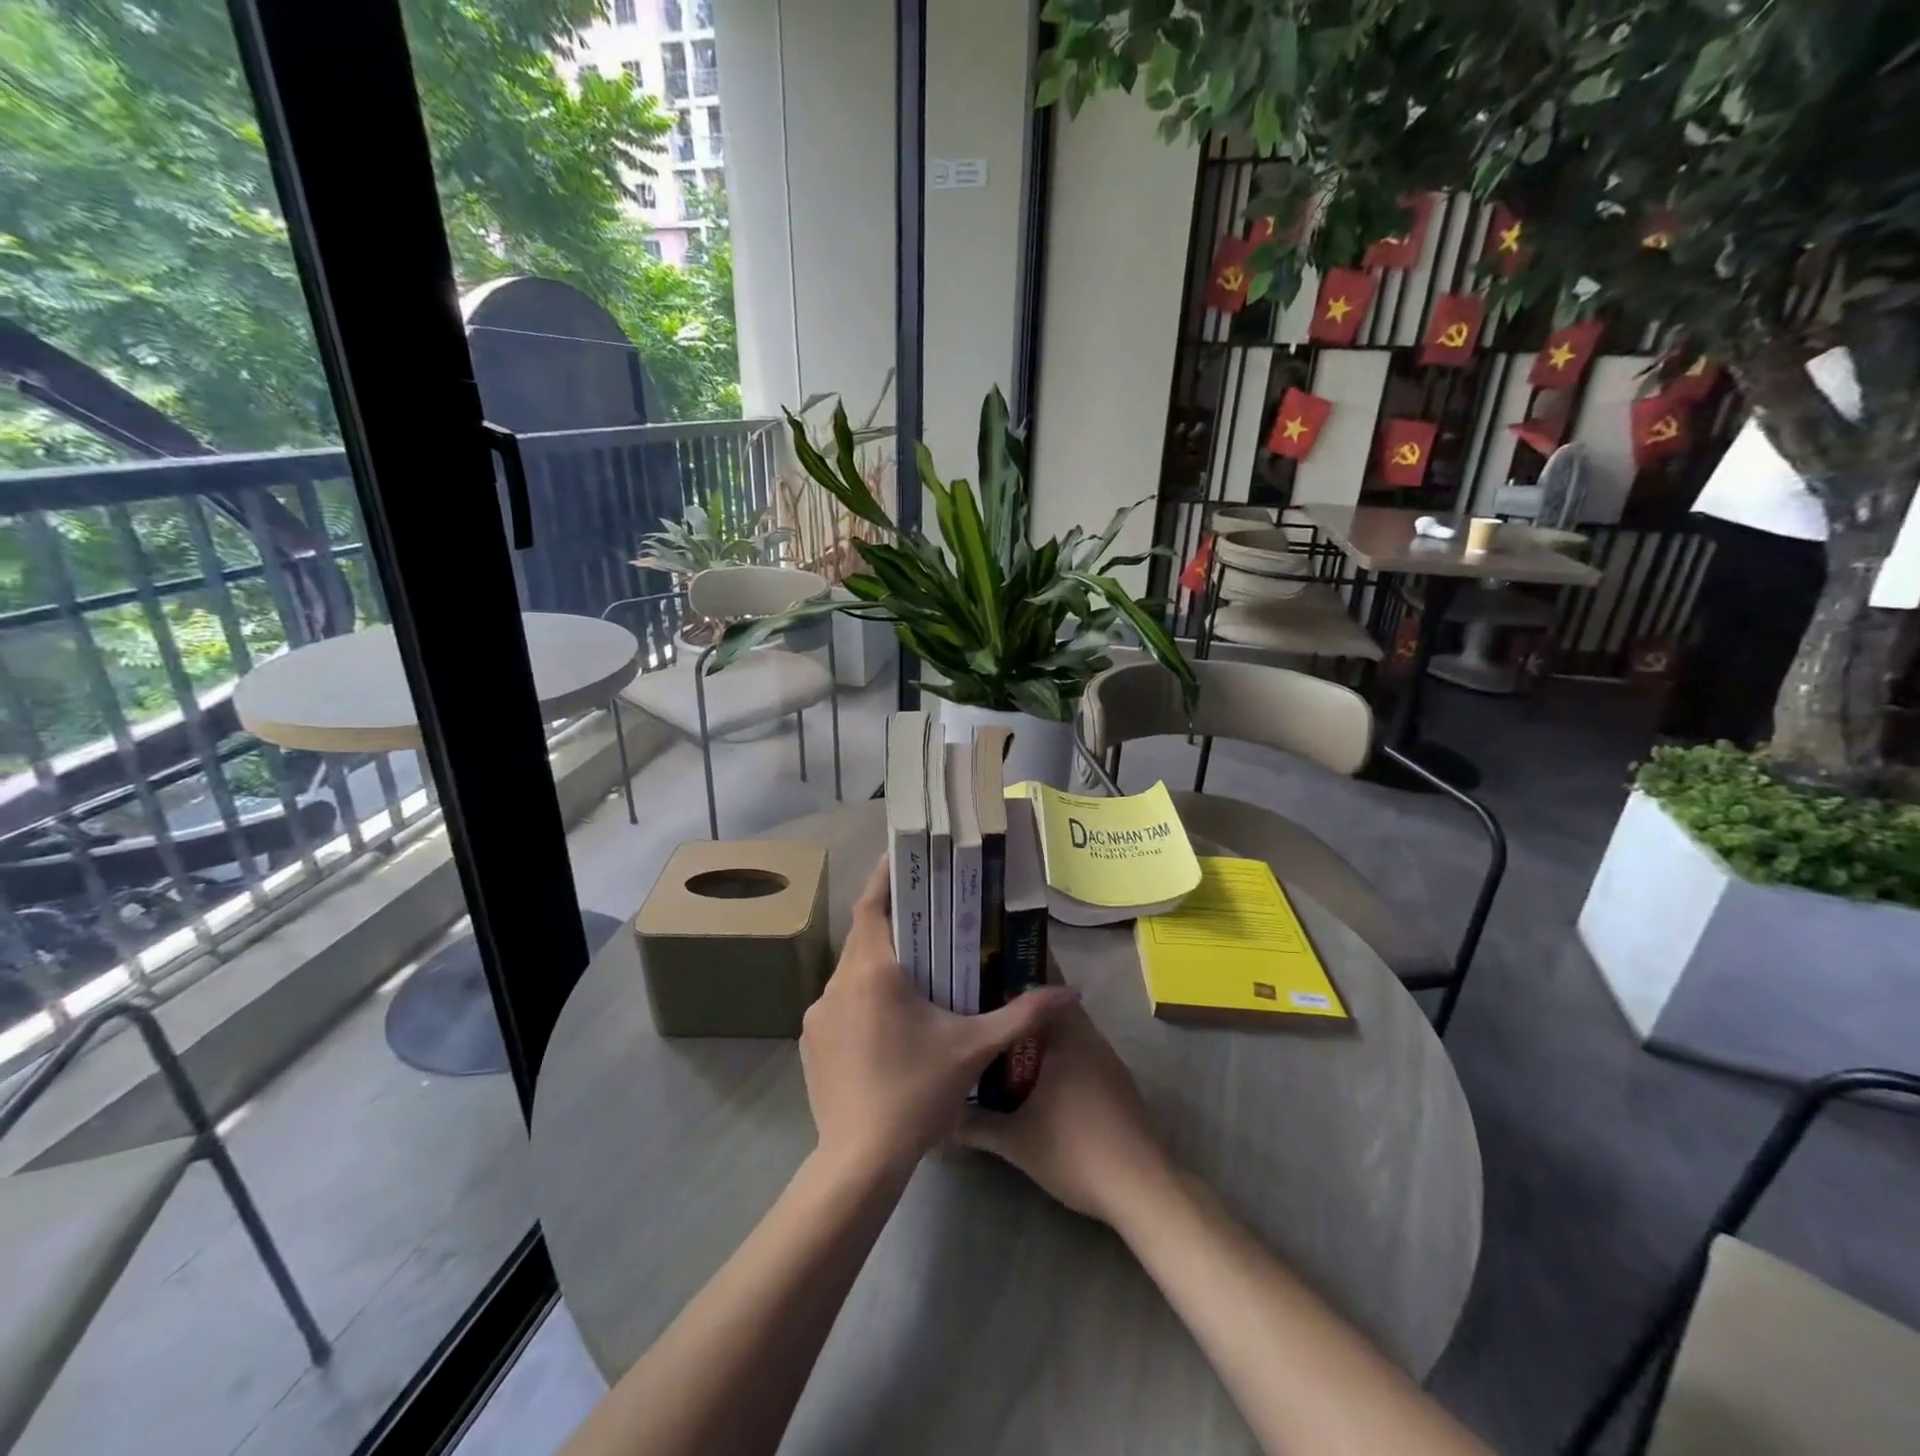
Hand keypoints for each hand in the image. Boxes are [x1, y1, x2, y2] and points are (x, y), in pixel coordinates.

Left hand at [801, 855, 1077, 1178]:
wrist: (860, 1162)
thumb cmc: (917, 1093)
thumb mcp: (973, 1049)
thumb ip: (1021, 1015)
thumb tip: (1070, 992)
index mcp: (873, 972)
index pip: (871, 906)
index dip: (884, 877)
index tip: (901, 856)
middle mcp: (838, 984)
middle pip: (863, 938)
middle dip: (892, 925)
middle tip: (925, 918)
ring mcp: (818, 1015)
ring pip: (850, 973)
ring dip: (877, 967)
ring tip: (913, 974)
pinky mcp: (810, 1043)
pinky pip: (838, 1005)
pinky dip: (861, 1000)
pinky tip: (887, 1024)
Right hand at [957, 1000, 1174, 1226]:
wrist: (1141, 1187)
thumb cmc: (1075, 1151)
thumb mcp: (1016, 1141)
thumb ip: (976, 1125)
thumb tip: (942, 1118)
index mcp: (1067, 1037)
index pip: (1042, 989)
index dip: (1015, 981)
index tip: (986, 980)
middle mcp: (1090, 1039)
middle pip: (1055, 1010)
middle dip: (1024, 1012)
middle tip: (989, 1016)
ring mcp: (1108, 1061)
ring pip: (1071, 1033)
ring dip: (1044, 1036)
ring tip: (1006, 1044)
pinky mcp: (1118, 1084)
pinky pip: (1082, 1054)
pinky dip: (1061, 1056)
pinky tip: (1040, 1079)